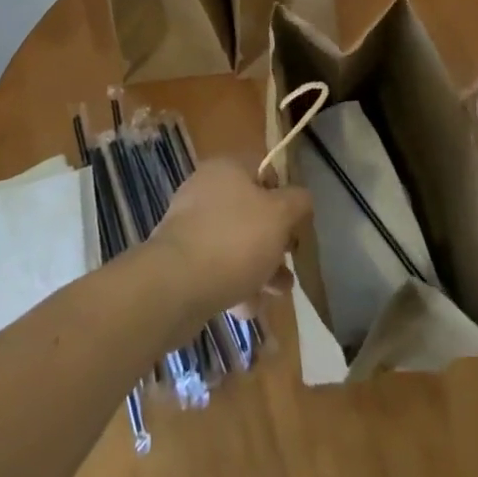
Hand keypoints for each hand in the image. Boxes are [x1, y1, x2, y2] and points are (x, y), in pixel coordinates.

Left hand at [151, 159, 311, 320]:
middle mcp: (206, 189)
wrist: (175, 285)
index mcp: (228, 168)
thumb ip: (298, 202)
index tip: (296, 224)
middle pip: (251, 209)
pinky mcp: (180, 258)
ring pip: (235, 241)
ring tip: (278, 294)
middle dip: (274, 240)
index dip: (285, 194)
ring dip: (259, 265)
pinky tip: (248, 308)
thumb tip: (302, 198)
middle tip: (289, 263)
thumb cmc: (235, 240)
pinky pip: (216, 265)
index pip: (264, 169)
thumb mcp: (280, 215)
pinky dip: (234, 282)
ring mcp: (190, 224)